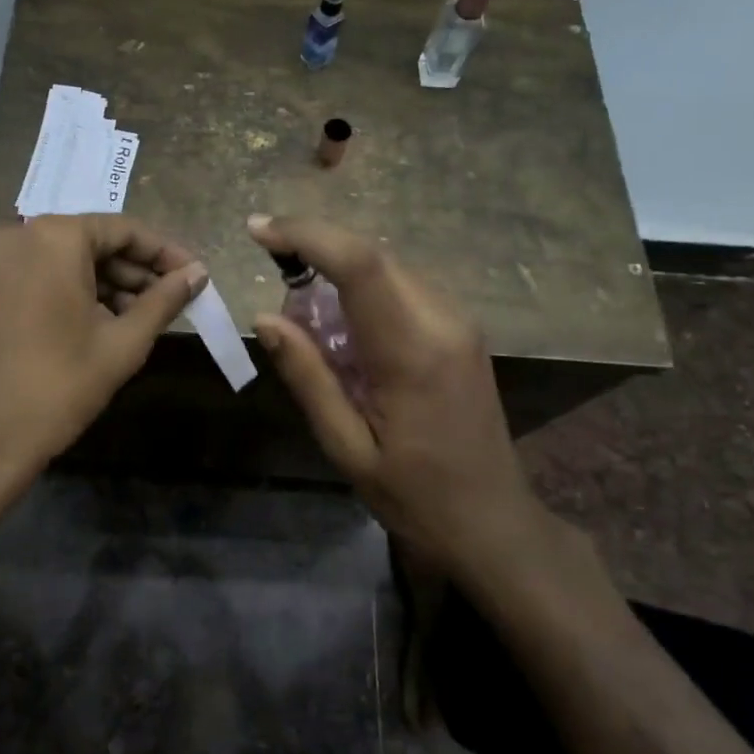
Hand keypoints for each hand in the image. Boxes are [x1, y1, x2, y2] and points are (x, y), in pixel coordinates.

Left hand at [0, 215, 206, 520]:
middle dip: (134, 272)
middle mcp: (16, 233)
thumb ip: (164, 299)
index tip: (195, 275)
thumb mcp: (122, 343)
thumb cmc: (59, 387)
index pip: (123, 230)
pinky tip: (105, 321)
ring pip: (65, 259)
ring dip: (106, 284)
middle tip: (172, 301)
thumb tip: (198, 274)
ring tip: (145, 317)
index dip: (164, 254)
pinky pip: (39, 274)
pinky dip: (72, 291)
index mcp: (52, 236)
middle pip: (92, 242)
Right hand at [248, 215, 552, 573]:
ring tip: (306, 317)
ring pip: (387, 266)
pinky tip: (344, 329)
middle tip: (275, 278)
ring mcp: (459, 321)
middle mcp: (443, 320)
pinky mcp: (461, 328)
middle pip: (372, 255)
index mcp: (413, 351)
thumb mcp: (346, 447)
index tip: (258, 231)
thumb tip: (264, 317)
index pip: (359, 264)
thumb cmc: (416, 497)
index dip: (306, 235)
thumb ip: (307, 376)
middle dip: (315, 250)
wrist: (495, 522)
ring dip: (338, 271)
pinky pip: (402, 286)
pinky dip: (362, 289)